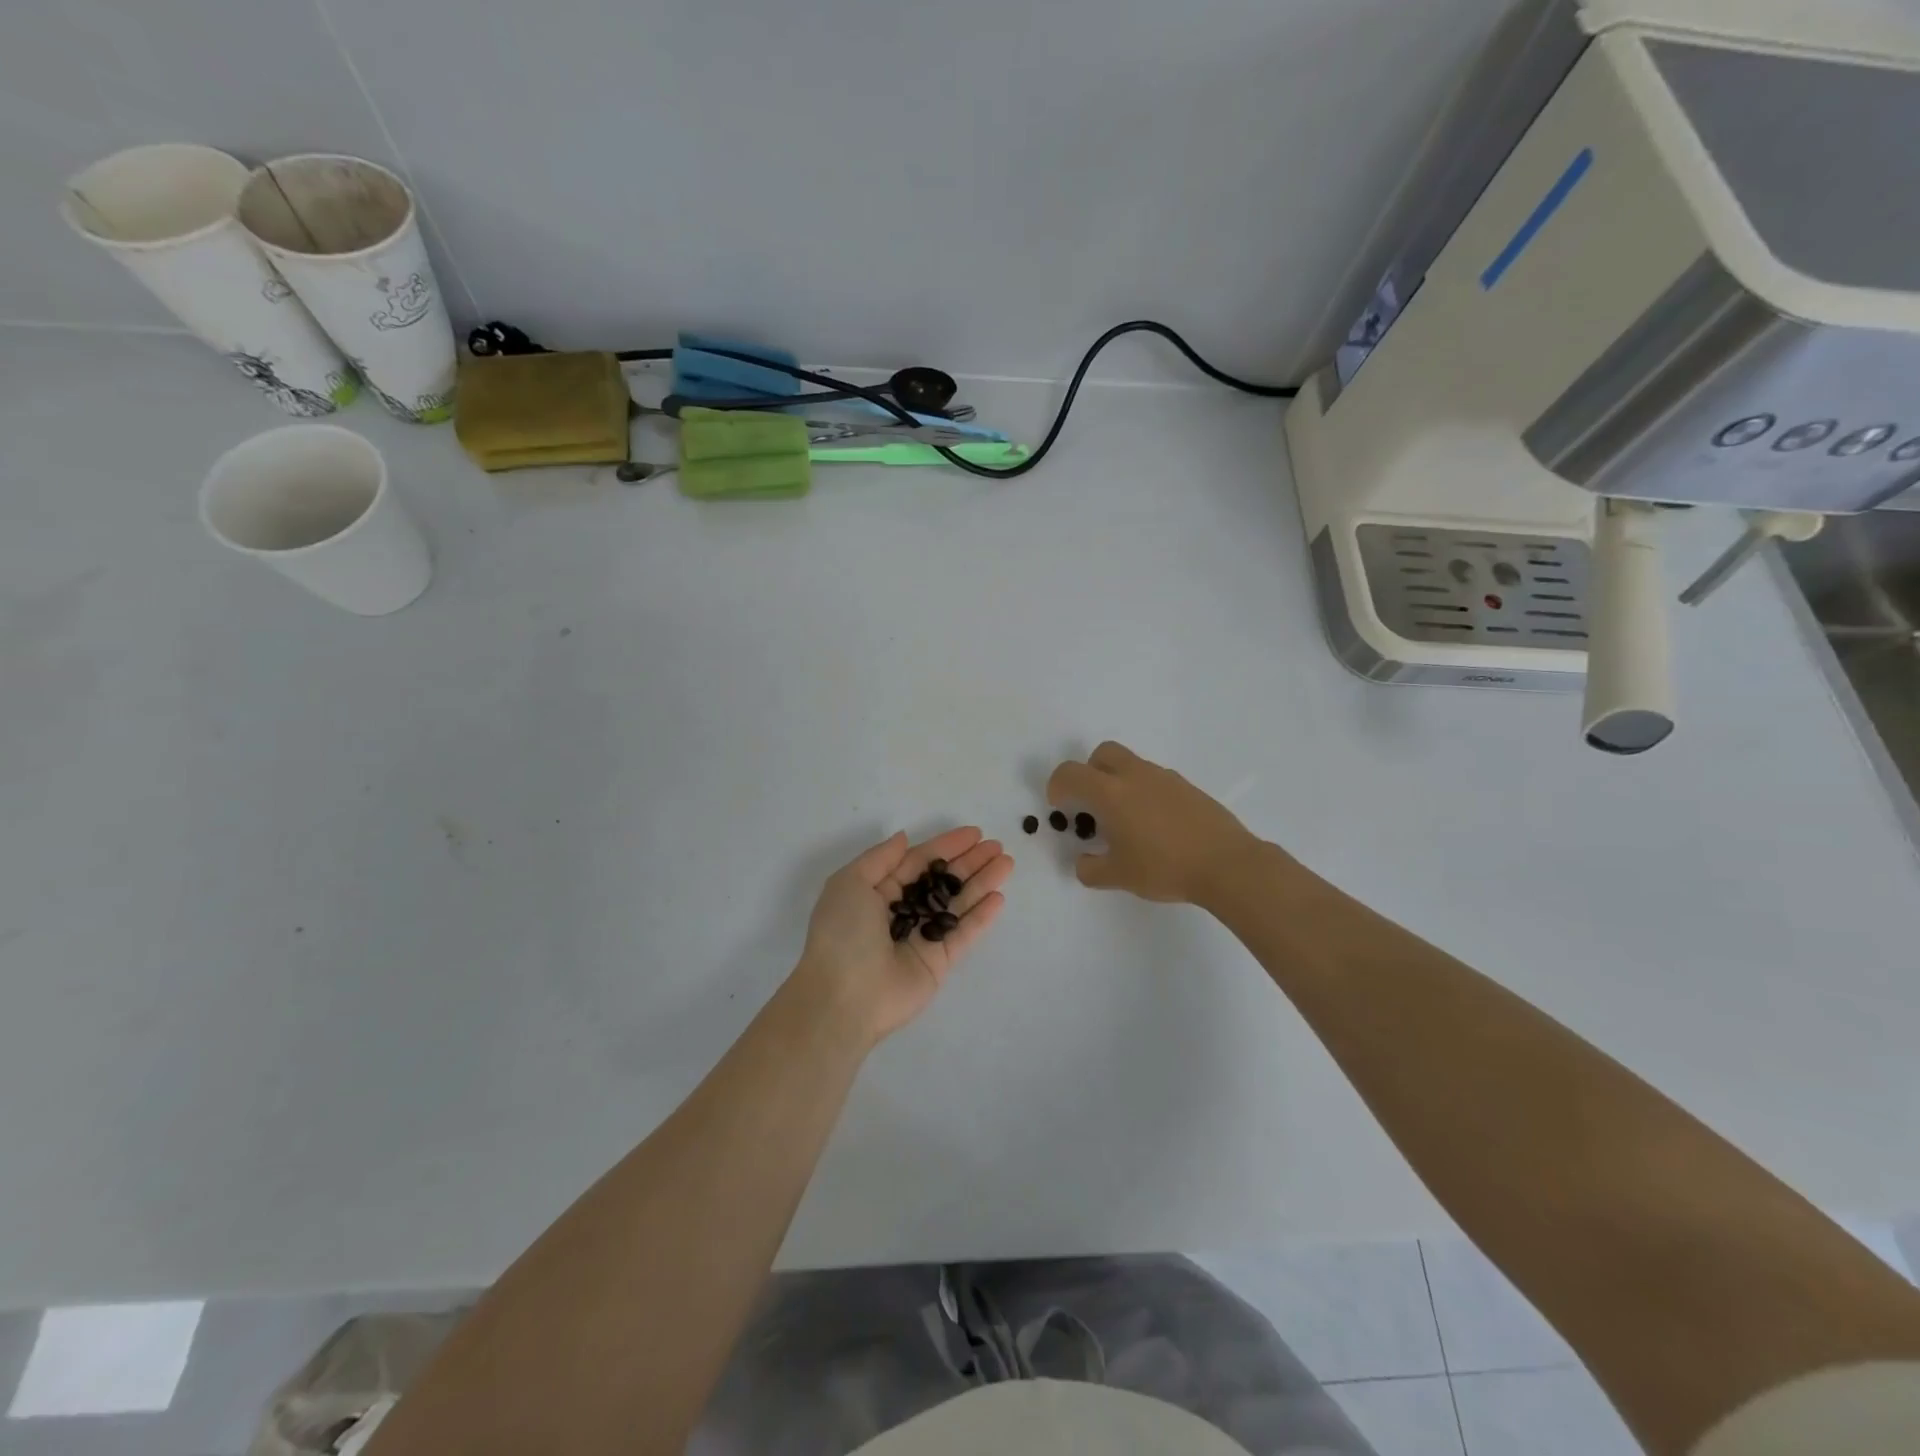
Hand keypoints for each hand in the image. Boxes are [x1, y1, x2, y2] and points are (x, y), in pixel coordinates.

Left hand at [794, 827, 1014, 1044]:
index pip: (919, 862)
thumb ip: (880, 858)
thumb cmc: (842, 933)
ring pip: (957, 904)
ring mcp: (922, 938)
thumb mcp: (850, 883)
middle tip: (997, 846)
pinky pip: (963, 934)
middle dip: (970, 862)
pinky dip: (981, 917)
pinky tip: (998, 897)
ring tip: (1007, 863)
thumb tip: (904, 837)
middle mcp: (902, 912)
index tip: (974, 833)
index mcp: (878, 892)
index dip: (946, 846)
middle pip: (942, 881)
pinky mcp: (938, 963)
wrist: (842, 998)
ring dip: (982, 883)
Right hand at [1047, 742, 1263, 903]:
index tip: (1061, 807)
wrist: (1226, 864)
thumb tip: (1084, 862)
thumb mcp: (1118, 876)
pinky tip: (1155, 826)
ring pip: (1131, 765)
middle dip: (1089, 772)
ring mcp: (1165, 778)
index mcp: (1111, 793)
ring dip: (1119, 783)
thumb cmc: (1164, 867)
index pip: (1070, 773)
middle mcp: (1135, 776)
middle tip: (1092, 804)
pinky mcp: (1187, 787)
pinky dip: (1144, 793)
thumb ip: (1091, 869)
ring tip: (1126, 822)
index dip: (1057, 786)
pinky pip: (1155, 780)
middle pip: (1103, 754)